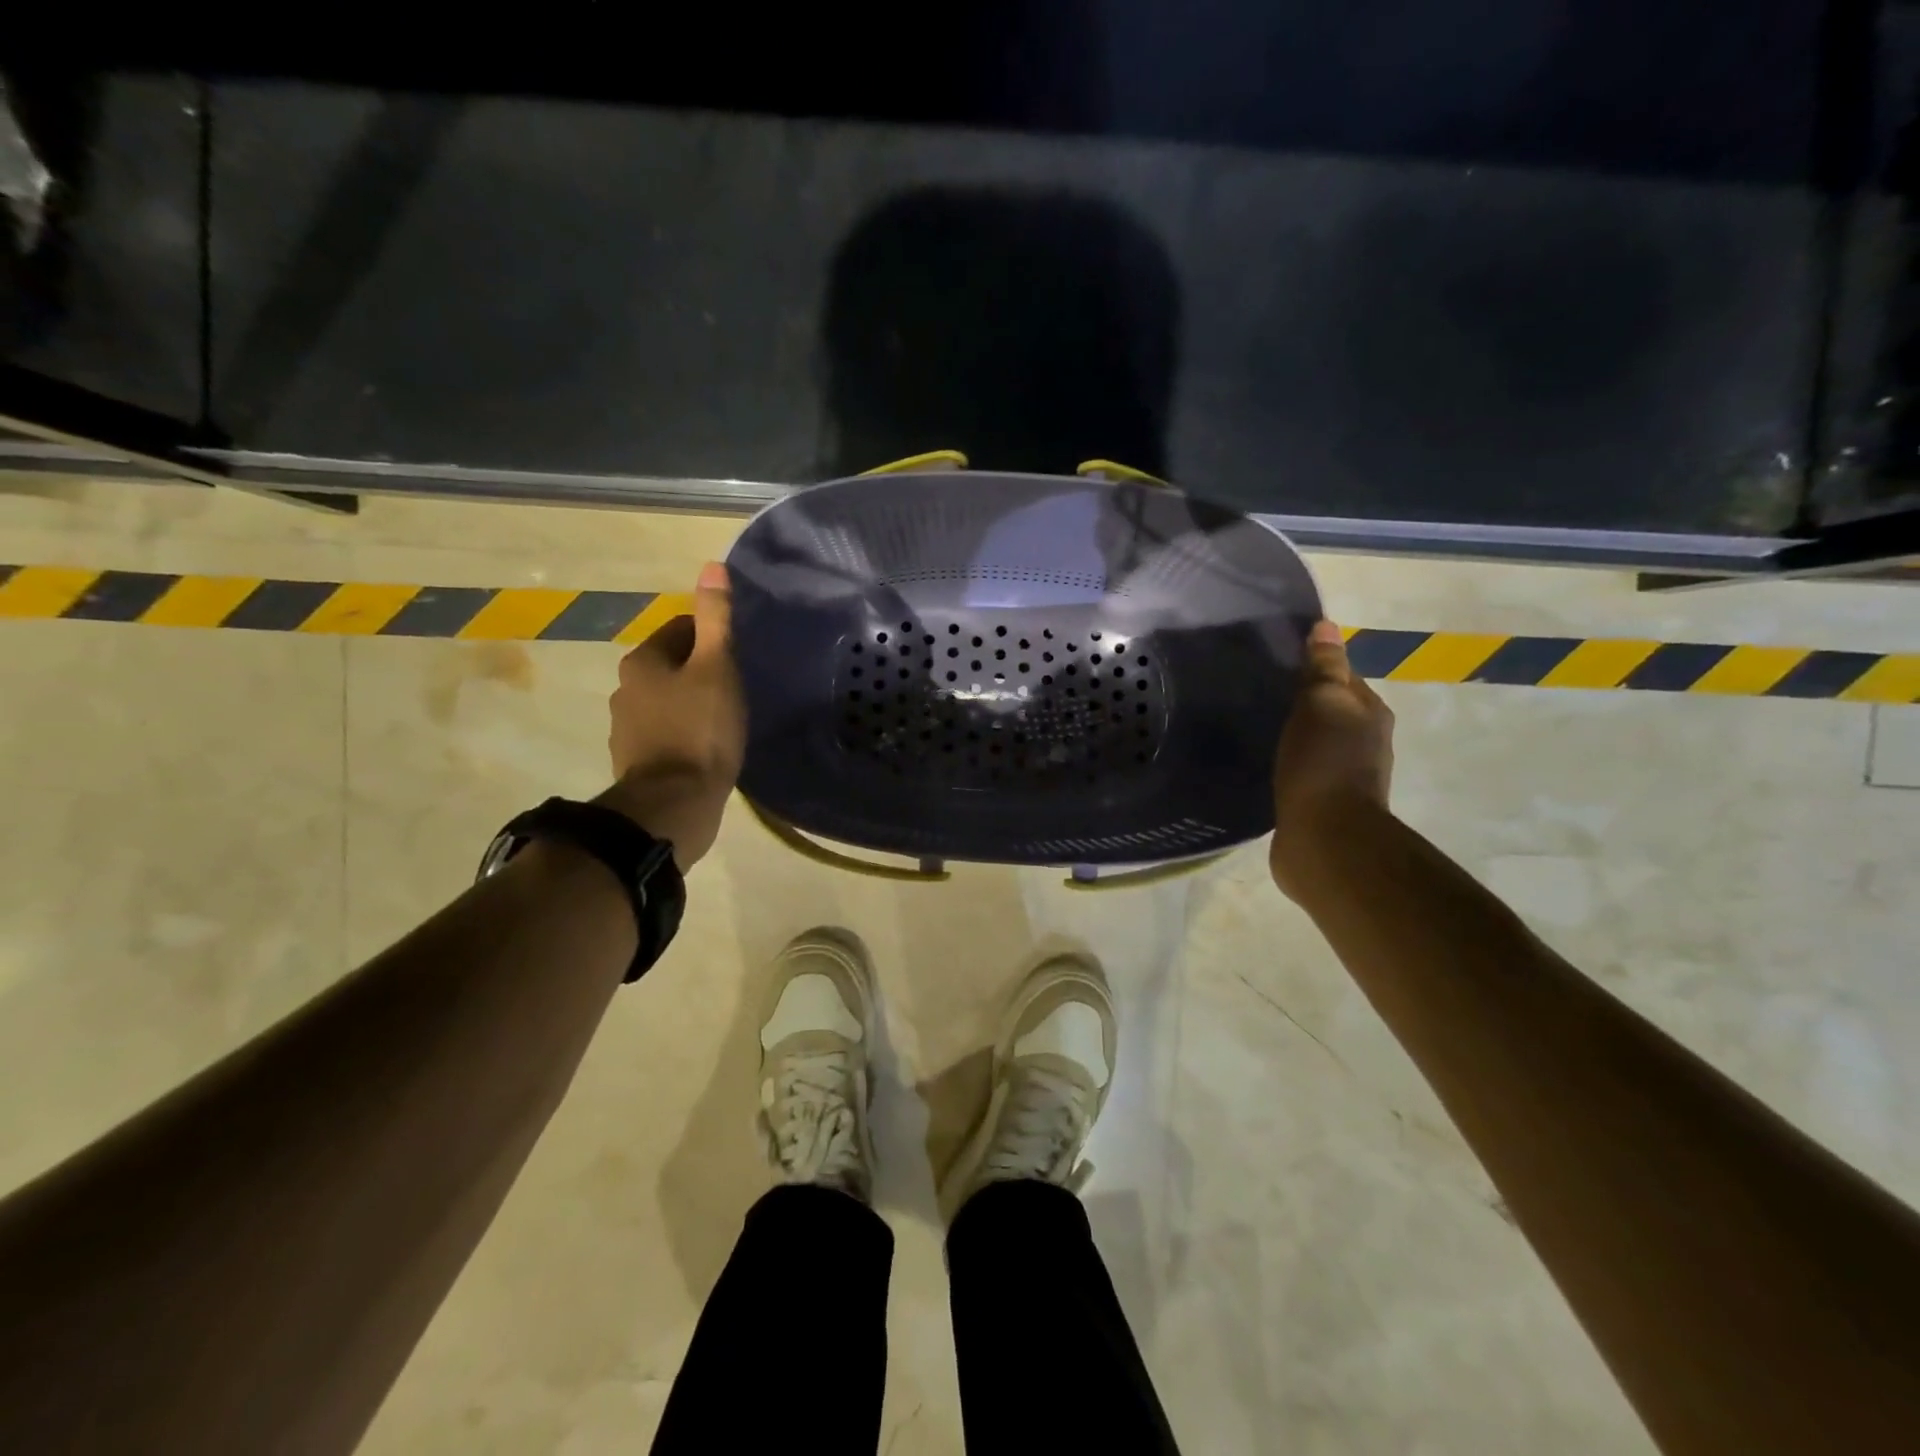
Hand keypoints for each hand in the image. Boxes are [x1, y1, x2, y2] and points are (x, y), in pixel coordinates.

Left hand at [600, 562, 745, 869]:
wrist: (674, 804)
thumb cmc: (700, 730)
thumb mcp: (716, 667)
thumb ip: (716, 619)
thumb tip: (712, 566)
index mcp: (642, 661)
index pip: (679, 629)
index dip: (712, 638)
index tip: (736, 658)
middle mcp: (625, 689)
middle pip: (671, 665)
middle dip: (700, 671)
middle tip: (735, 689)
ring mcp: (627, 727)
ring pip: (667, 701)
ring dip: (691, 704)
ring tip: (724, 721)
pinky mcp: (636, 760)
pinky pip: (664, 733)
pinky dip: (683, 734)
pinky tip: (706, 749)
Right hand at [1269, 619, 1394, 898]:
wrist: (1325, 839)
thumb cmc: (1323, 764)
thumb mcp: (1321, 704)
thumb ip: (1323, 668)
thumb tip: (1326, 625)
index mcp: (1371, 715)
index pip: (1344, 678)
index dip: (1316, 669)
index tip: (1279, 664)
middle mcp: (1366, 744)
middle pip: (1334, 712)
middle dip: (1305, 704)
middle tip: (1263, 695)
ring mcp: (1346, 778)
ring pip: (1318, 744)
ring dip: (1297, 737)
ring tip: (1260, 729)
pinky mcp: (1322, 806)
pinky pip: (1304, 774)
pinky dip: (1289, 766)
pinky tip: (1265, 765)